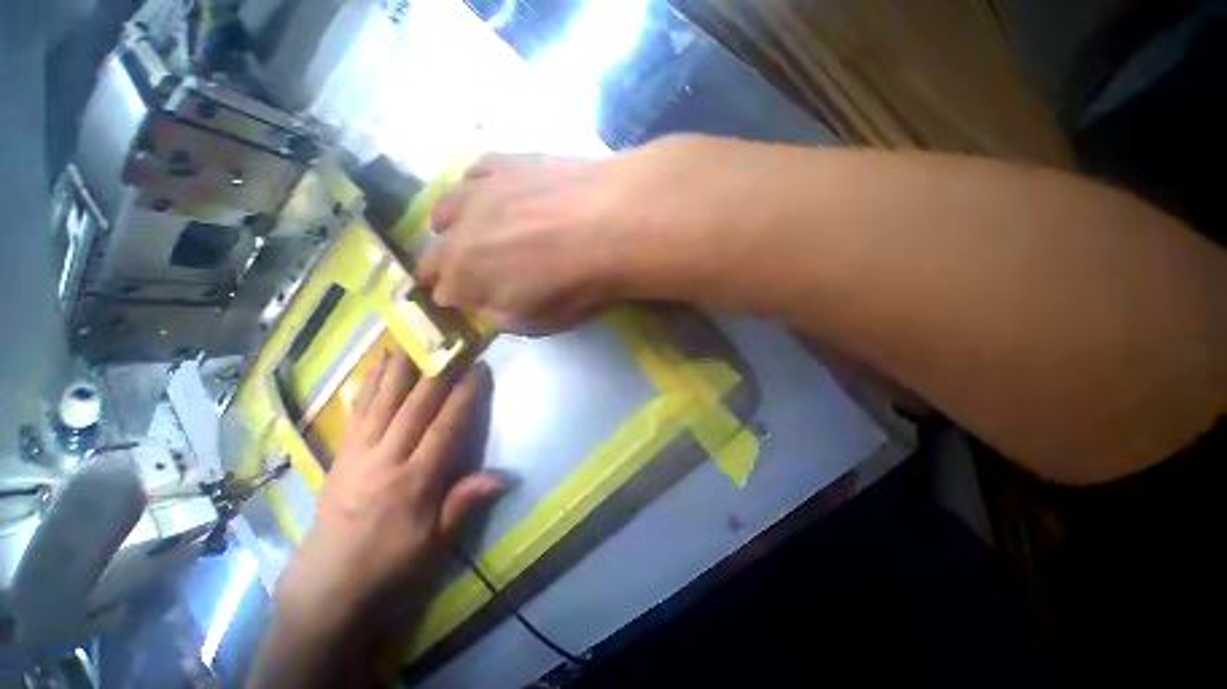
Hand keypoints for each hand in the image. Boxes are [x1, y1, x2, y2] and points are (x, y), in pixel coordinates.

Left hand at [275, 352, 502, 624]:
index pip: (445, 430)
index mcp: (416, 482)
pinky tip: (375, 365)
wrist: (336, 568)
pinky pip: (358, 409)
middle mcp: (388, 456)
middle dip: (436, 371)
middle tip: (452, 338)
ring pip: (384, 399)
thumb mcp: (435, 543)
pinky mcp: (343, 450)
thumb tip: (502, 475)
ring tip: (412, 334)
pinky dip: (368, 383)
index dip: (464, 398)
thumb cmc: (391, 562)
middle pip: (415, 406)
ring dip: (400, 365)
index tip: (478, 368)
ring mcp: (361, 450)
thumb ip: (462, 504)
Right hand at [417, 135, 749, 332]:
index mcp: (463, 276)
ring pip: (444, 207)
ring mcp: (479, 192)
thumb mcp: (535, 321)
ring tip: (470, 228)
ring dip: (450, 224)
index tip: (464, 302)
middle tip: (462, 272)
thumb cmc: (578, 281)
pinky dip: (475, 184)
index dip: (451, 300)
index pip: (440, 293)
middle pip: (432, 253)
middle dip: (440, 267)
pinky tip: (491, 190)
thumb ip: (496, 315)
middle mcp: (458, 232)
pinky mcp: (505, 161)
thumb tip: (484, 303)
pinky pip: (475, 170)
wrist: (616, 219)